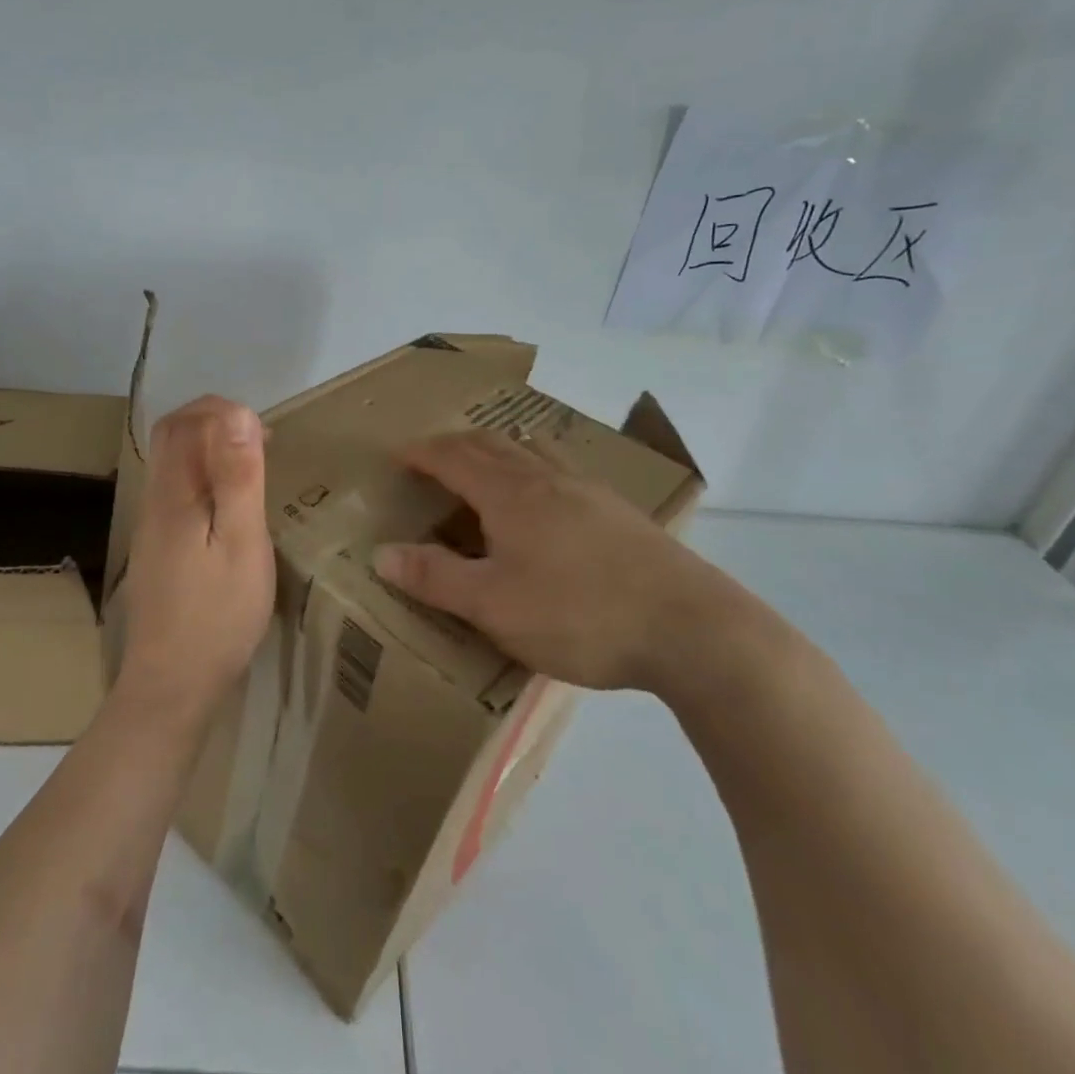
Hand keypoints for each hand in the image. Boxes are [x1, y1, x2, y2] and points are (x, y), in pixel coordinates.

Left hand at [115, 395, 276, 724]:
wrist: (172, 684)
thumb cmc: (217, 614)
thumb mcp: (241, 542)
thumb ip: (238, 477)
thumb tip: (238, 413)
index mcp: (173, 493)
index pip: (184, 422)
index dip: (222, 411)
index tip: (264, 431)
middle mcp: (154, 500)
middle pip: (172, 437)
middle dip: (213, 422)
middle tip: (259, 439)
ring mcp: (152, 526)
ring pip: (173, 464)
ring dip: (209, 449)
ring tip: (252, 466)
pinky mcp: (158, 548)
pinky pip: (178, 491)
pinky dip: (205, 477)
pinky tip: (231, 506)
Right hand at [372, 429, 728, 691]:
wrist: (693, 629)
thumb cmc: (580, 614)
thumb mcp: (494, 605)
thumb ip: (435, 577)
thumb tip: (381, 552)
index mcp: (510, 494)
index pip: (453, 457)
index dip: (422, 453)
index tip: (398, 455)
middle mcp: (547, 479)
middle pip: (492, 444)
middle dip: (455, 445)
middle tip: (432, 458)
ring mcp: (589, 492)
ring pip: (532, 452)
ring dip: (498, 450)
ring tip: (486, 464)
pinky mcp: (620, 513)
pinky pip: (562, 471)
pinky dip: (534, 467)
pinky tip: (549, 498)